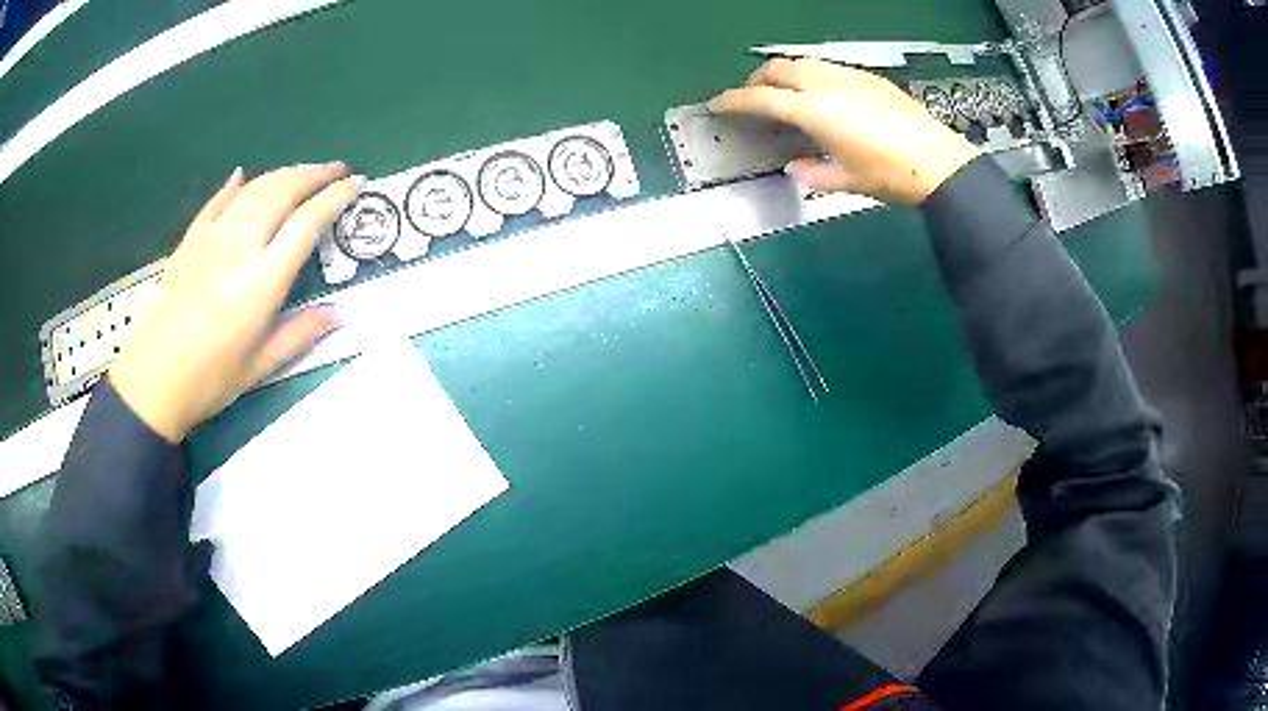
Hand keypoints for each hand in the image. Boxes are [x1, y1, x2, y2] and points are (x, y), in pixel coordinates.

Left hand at [109, 164, 361, 442]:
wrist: (158, 377)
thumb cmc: (214, 377)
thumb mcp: (263, 364)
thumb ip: (302, 332)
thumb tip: (341, 315)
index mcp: (261, 283)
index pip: (305, 225)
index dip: (333, 198)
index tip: (354, 184)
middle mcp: (239, 248)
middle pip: (281, 192)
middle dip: (313, 174)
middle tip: (336, 170)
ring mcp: (212, 238)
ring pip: (254, 188)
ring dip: (283, 173)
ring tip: (303, 172)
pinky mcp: (191, 240)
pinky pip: (217, 201)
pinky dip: (235, 185)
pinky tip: (244, 175)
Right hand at [709, 58, 979, 204]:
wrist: (938, 162)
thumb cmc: (890, 175)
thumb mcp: (846, 181)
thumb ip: (813, 173)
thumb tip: (796, 168)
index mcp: (814, 111)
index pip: (761, 98)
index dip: (734, 100)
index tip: (719, 104)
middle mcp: (827, 85)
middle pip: (778, 68)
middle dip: (757, 80)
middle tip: (753, 98)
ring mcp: (850, 76)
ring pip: (803, 62)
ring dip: (784, 73)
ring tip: (786, 94)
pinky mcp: (869, 77)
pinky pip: (829, 67)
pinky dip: (812, 75)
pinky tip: (822, 94)